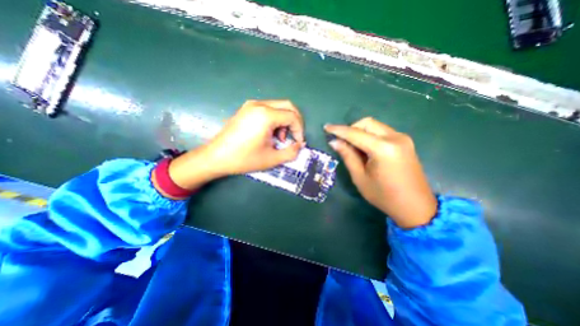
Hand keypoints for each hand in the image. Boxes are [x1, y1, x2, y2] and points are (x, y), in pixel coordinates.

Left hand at [167, 99, 304, 190]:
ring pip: (278, 107)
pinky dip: (275, 119)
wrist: (215, 157)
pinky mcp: (246, 109)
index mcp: (266, 115)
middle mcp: (259, 104)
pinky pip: (268, 109)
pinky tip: (269, 133)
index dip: (300, 130)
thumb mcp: (272, 159)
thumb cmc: (244, 159)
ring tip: (279, 138)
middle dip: (295, 122)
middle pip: (288, 106)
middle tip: (294, 137)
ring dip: (284, 121)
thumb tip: (301, 145)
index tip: (299, 143)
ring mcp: (251, 105)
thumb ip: (291, 152)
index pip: (293, 116)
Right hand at [325, 118, 434, 229]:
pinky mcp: (404, 142)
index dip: (338, 130)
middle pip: (367, 123)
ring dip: (360, 132)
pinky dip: (369, 135)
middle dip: (351, 129)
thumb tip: (334, 142)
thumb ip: (348, 156)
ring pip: (374, 126)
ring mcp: (402, 138)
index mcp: (383, 148)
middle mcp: (395, 137)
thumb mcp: (360, 177)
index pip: (355, 133)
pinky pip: (382, 131)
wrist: (416, 206)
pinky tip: (365, 148)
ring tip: (352, 147)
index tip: (326, 127)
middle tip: (341, 142)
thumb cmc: (384, 195)